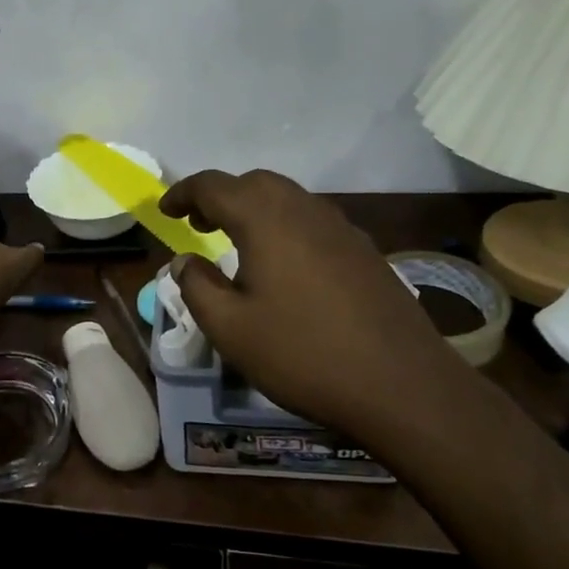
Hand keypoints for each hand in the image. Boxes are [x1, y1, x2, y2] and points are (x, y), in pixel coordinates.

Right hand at [160, 170, 471, 442]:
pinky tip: (284, 267)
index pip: (214, 186)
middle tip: (199, 225)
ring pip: (288, 199)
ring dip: (254, 210)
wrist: (402, 385)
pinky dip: (285, 227)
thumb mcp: (230, 328)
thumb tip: (185, 261)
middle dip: (221, 196)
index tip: (165, 211)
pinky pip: (313, 222)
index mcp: (266, 219)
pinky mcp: (365, 252)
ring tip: (237, 244)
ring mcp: (342, 229)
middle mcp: (305, 211)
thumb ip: (197, 286)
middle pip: (255, 183)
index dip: (184, 193)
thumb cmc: (302, 354)